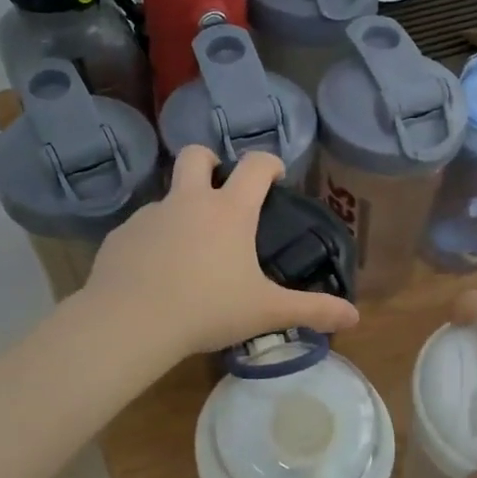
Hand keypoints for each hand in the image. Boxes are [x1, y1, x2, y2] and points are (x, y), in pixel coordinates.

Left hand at [84, 146, 358, 361]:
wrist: (131, 321)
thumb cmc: (207, 309)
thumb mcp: (265, 311)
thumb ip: (311, 310)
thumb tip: (355, 316)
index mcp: (229, 211)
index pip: (255, 165)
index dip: (269, 163)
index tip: (276, 176)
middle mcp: (188, 201)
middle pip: (196, 156)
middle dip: (210, 162)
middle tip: (220, 190)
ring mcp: (150, 215)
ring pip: (167, 196)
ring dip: (181, 210)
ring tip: (189, 250)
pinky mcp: (121, 236)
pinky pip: (142, 229)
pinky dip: (153, 241)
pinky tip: (156, 273)